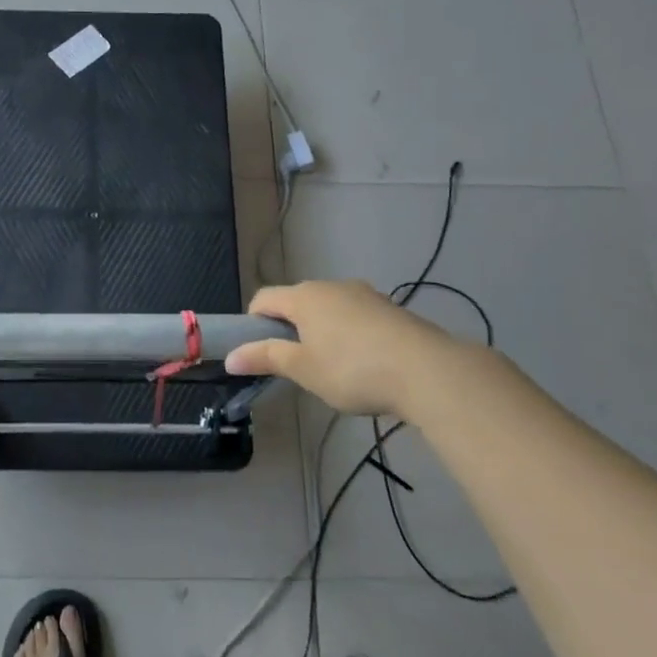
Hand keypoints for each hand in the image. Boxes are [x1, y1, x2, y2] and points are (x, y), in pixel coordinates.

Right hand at [225, 279, 498, 423]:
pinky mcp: (390, 308)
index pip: (263, 299)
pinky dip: (350, 334)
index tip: (260, 354)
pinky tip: (364, 363)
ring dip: (321, 331)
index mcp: (303, 296)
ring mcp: (364, 294)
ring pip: (328, 308)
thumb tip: (230, 357)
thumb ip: (266, 358)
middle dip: (290, 329)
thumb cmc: (353, 369)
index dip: (253, 324)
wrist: (427, 370)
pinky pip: (356, 316)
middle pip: (297, 302)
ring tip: (333, 368)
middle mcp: (331, 286)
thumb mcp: (303, 369)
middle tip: (297, 366)